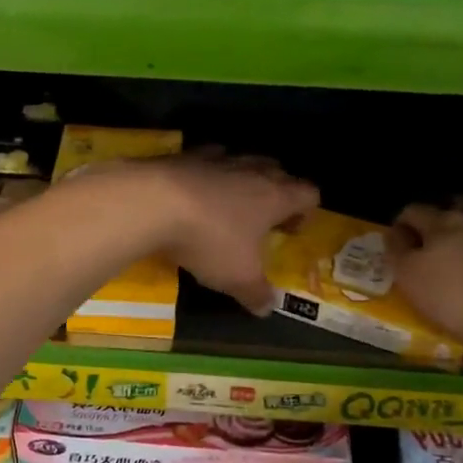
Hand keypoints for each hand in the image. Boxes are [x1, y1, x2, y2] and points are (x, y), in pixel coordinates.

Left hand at [141, 152, 318, 315]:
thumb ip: (256, 293)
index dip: (305, 211)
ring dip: (242, 178)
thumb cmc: (209, 240)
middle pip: (277, 171)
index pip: (308, 193)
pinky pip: (206, 157)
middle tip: (263, 218)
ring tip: (230, 202)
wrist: (154, 202)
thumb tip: (267, 308)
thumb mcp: (237, 277)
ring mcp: (217, 158)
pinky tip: (194, 188)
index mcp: (275, 197)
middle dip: (276, 191)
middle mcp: (251, 171)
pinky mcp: (185, 155)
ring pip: (242, 160)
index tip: (291, 231)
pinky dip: (207, 171)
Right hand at [386, 200, 462, 358]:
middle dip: (446, 212)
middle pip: (460, 204)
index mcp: (442, 225)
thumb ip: (398, 253)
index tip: (398, 239)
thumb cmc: (458, 300)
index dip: (403, 222)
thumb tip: (394, 234)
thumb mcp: (410, 279)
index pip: (415, 211)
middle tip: (438, 234)